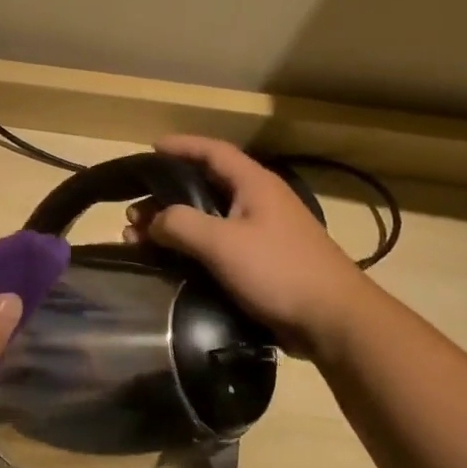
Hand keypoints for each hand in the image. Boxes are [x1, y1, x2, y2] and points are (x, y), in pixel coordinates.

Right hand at [125, 136, 373, 356]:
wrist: (332, 321)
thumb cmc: (278, 270)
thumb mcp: (222, 242)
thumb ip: (180, 223)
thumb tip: (153, 220)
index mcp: (254, 185)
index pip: (213, 152)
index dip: (181, 146)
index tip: (150, 148)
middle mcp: (258, 203)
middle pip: (204, 187)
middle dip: (165, 196)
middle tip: (133, 212)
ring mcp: (261, 234)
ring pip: (207, 220)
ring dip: (173, 226)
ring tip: (139, 241)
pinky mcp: (261, 263)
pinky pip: (216, 246)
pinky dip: (189, 249)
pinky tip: (169, 263)